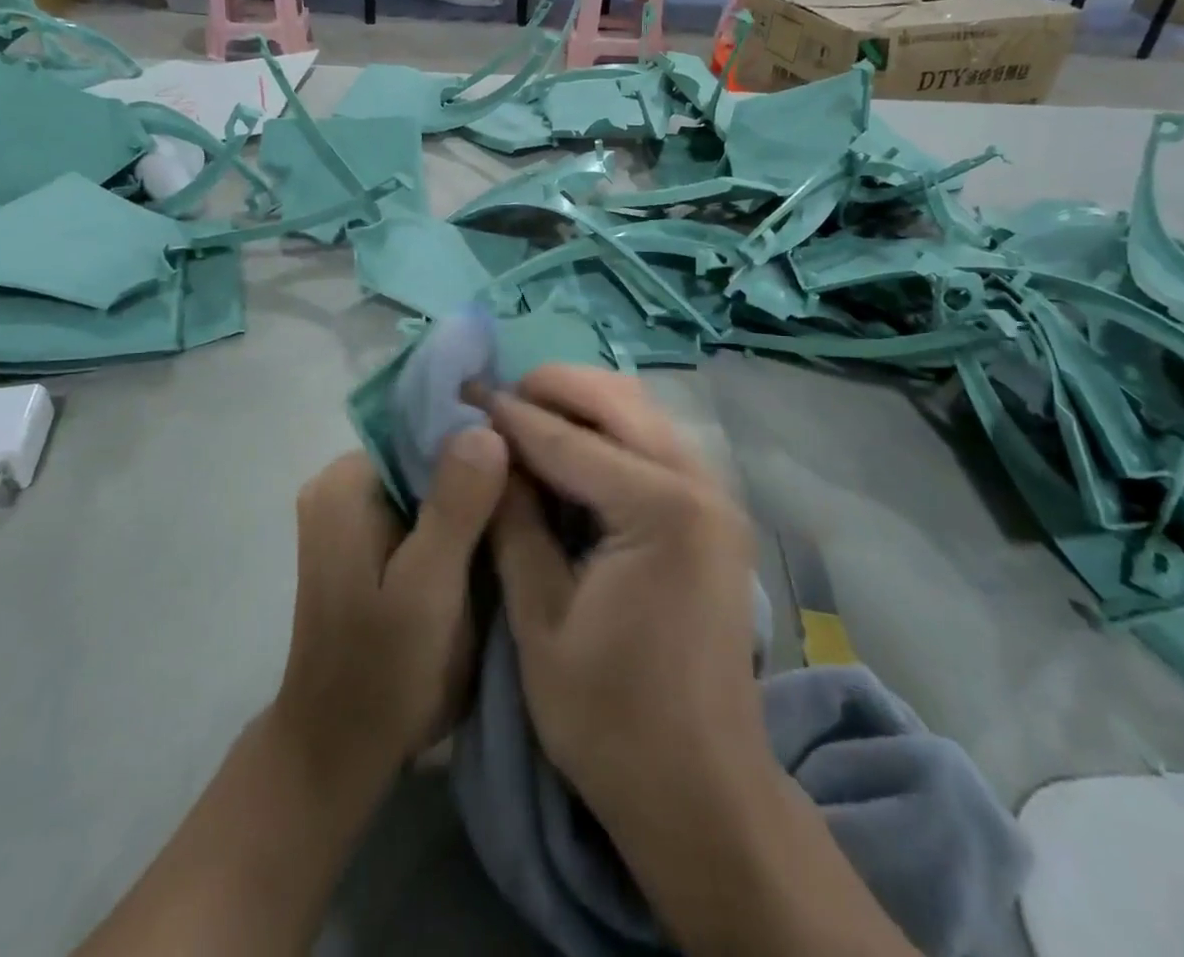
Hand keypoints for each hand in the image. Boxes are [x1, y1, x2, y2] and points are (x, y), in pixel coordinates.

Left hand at [272, 438, 507, 789]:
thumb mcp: (428, 589)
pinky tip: (496, 533)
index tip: (531, 447)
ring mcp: (352, 514)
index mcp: (346, 484)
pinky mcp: (367, 542)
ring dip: (472, 494)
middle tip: (539, 483)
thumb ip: (456, 507)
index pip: (423, 427)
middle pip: (426, 452)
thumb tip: (487, 427)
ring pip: (428, 481)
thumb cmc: (381, 673)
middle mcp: (342, 486)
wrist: (338, 752)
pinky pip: (421, 508)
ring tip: (526, 504)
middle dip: (479, 467)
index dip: (479, 433)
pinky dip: (458, 518)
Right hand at [484, 366, 768, 824]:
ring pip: (643, 414)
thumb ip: (513, 524)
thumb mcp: (539, 620)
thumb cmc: (611, 720)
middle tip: (499, 398)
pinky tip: (572, 451)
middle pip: (619, 400)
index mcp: (659, 510)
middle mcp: (700, 485)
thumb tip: (488, 452)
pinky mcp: (716, 516)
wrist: (703, 794)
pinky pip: (657, 445)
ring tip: (528, 417)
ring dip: (584, 405)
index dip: (511, 415)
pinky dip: (611, 433)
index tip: (466, 392)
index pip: (570, 439)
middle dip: (554, 388)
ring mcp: (717, 497)